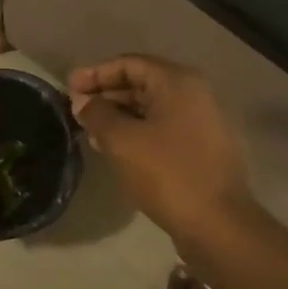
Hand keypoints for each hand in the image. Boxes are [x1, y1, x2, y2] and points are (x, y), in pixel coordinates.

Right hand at [68, 55, 252, 239]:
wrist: (218, 224)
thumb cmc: (168, 174)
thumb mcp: (123, 141)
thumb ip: (98, 115)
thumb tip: (83, 102)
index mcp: (178, 82)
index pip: (130, 63)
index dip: (96, 73)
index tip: (69, 88)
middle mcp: (195, 94)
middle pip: (142, 83)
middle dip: (107, 94)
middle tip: (76, 109)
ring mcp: (203, 121)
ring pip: (152, 108)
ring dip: (120, 115)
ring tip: (89, 131)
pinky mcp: (203, 148)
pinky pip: (163, 128)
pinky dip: (138, 132)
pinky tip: (115, 149)